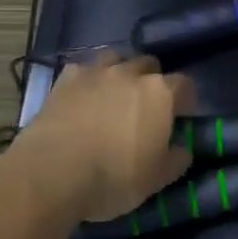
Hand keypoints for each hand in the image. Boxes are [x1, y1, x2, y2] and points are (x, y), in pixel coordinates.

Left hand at [8, 53, 194, 222]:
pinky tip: (82, 97)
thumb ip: (176, 159)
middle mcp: (130, 73)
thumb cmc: (114, 177)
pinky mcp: (64, 80)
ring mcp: (95, 72)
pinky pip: (82, 70)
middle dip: (152, 80)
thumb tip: (182, 149)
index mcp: (160, 93)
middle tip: (146, 106)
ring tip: (114, 95)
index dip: (185, 99)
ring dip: (120, 72)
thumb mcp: (157, 179)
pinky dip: (87, 80)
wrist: (52, 174)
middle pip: (150, 65)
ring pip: (115, 59)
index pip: (184, 84)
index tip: (182, 116)